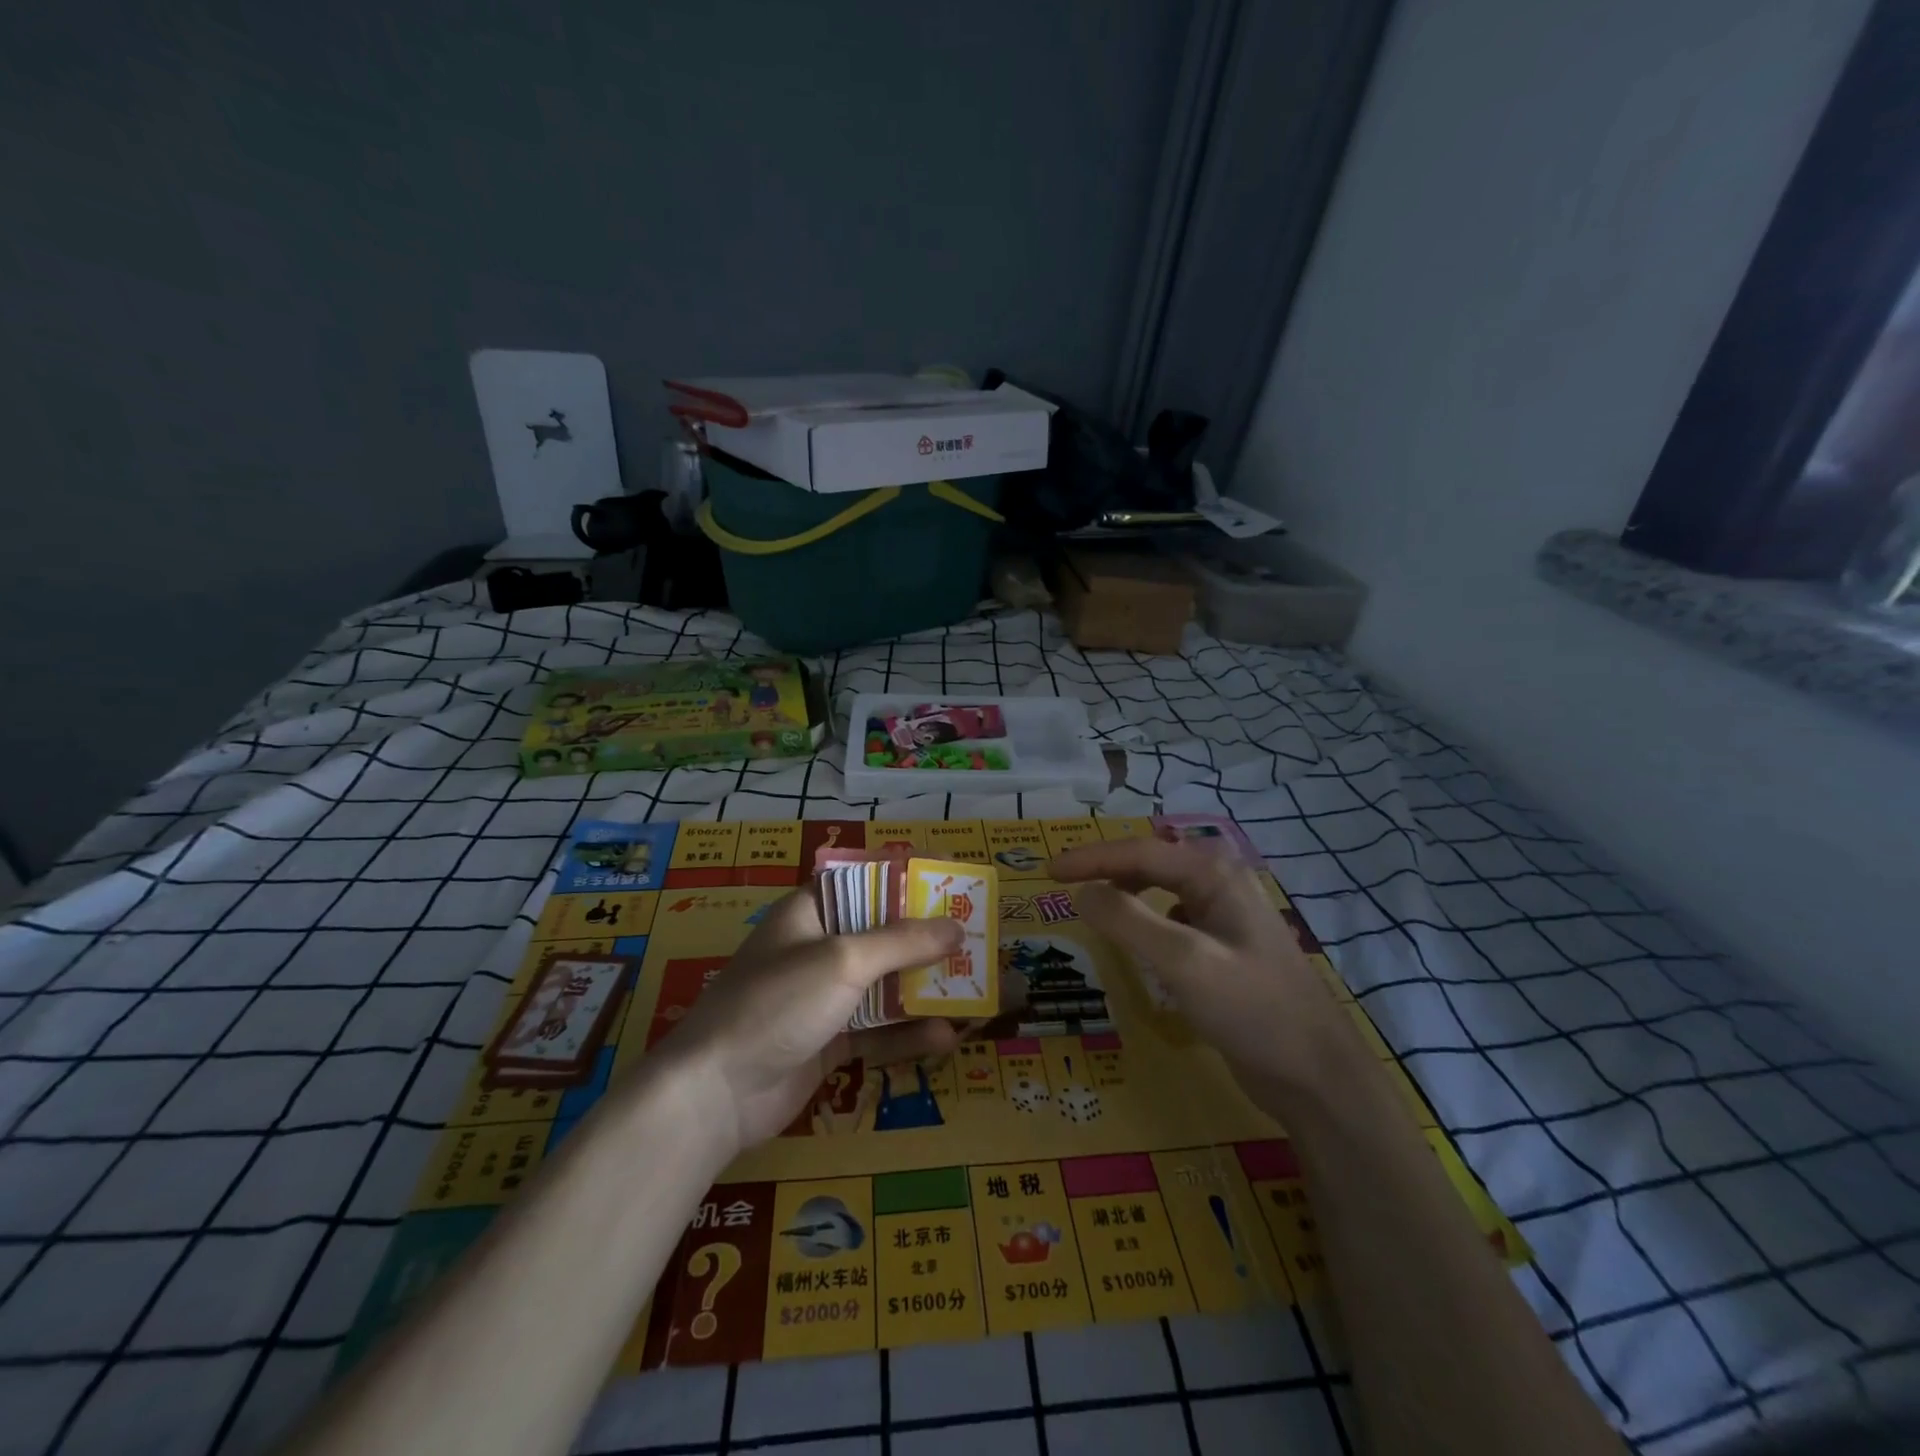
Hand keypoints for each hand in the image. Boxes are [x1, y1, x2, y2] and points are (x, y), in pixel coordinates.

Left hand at [657, 888, 963, 1156]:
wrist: (716, 1093)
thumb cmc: (778, 1002)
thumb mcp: (844, 960)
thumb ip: (902, 942)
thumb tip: (955, 927)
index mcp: (811, 912)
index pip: (866, 883)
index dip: (907, 878)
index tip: (951, 879)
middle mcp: (818, 949)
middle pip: (882, 937)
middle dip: (928, 942)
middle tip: (977, 943)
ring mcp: (822, 999)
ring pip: (885, 987)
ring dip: (925, 991)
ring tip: (975, 994)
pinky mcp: (827, 1043)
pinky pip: (877, 1032)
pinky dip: (907, 1034)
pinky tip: (945, 1038)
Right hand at [1048, 837, 1349, 1093]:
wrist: (1317, 1076)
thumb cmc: (1251, 1010)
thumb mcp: (1183, 961)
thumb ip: (1128, 921)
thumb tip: (1082, 892)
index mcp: (1214, 874)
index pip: (1138, 853)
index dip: (1089, 859)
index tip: (1048, 872)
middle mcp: (1221, 884)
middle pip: (1150, 862)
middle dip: (1106, 868)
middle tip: (1065, 885)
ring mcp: (1227, 916)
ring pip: (1162, 889)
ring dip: (1126, 891)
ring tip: (1094, 906)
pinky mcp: (1227, 947)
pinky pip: (1174, 918)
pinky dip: (1146, 920)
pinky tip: (1138, 941)